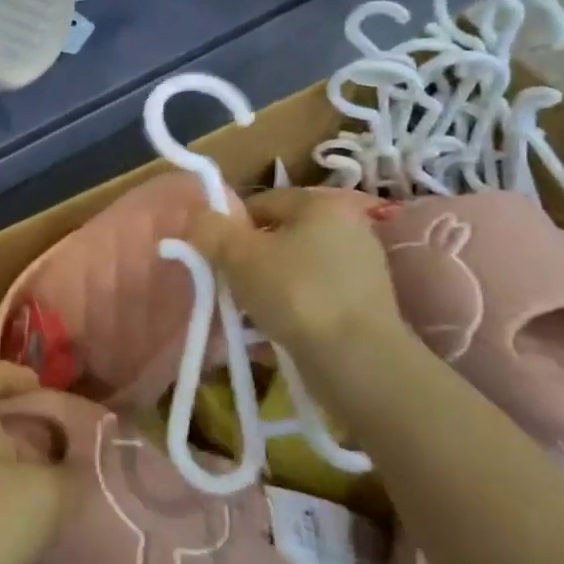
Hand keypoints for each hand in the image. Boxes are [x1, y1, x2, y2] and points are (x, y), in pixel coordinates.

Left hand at [0, 363, 66, 563]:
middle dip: (18, 423)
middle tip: (55, 441)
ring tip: (47, 484)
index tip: (37, 386)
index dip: (6, 373)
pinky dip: (0, 496)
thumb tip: (82, 463)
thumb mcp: (49, 494)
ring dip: (11, 463)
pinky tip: (25, 522)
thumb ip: (73, 474)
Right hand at [185, 187, 405, 359]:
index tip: (214, 257)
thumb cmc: (295, 293)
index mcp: (321, 204)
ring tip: (246, 317)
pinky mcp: (366, 307)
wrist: (357, 360)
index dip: (230, 227)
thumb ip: (210, 229)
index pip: (261, 202)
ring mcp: (362, 269)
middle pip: (279, 238)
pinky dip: (292, 312)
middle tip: (228, 288)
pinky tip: (273, 335)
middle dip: (249, 262)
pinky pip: (314, 300)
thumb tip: (197, 217)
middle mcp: (348, 228)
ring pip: (295, 271)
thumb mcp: (237, 255)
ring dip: (268, 290)